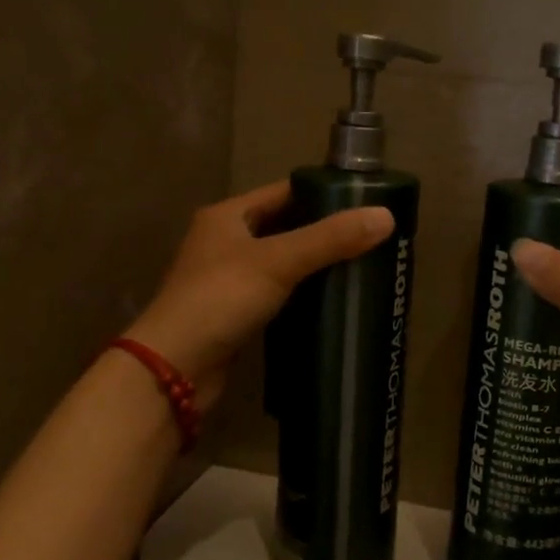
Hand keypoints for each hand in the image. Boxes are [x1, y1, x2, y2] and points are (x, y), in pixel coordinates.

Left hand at [124, 181, 393, 403]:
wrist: (174, 368)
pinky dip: (303, 294)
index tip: (366, 202)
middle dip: (325, 232)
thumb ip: (331, 239)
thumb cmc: (220, 299)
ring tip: (362, 265)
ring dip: (315, 265)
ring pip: (283, 262)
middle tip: (372, 237)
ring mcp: (229, 279)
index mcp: (228, 216)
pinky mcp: (236, 313)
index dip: (324, 193)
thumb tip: (386, 216)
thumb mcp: (278, 261)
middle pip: (286, 226)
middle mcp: (226, 241)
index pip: (285, 192)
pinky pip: (278, 293)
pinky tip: (333, 300)